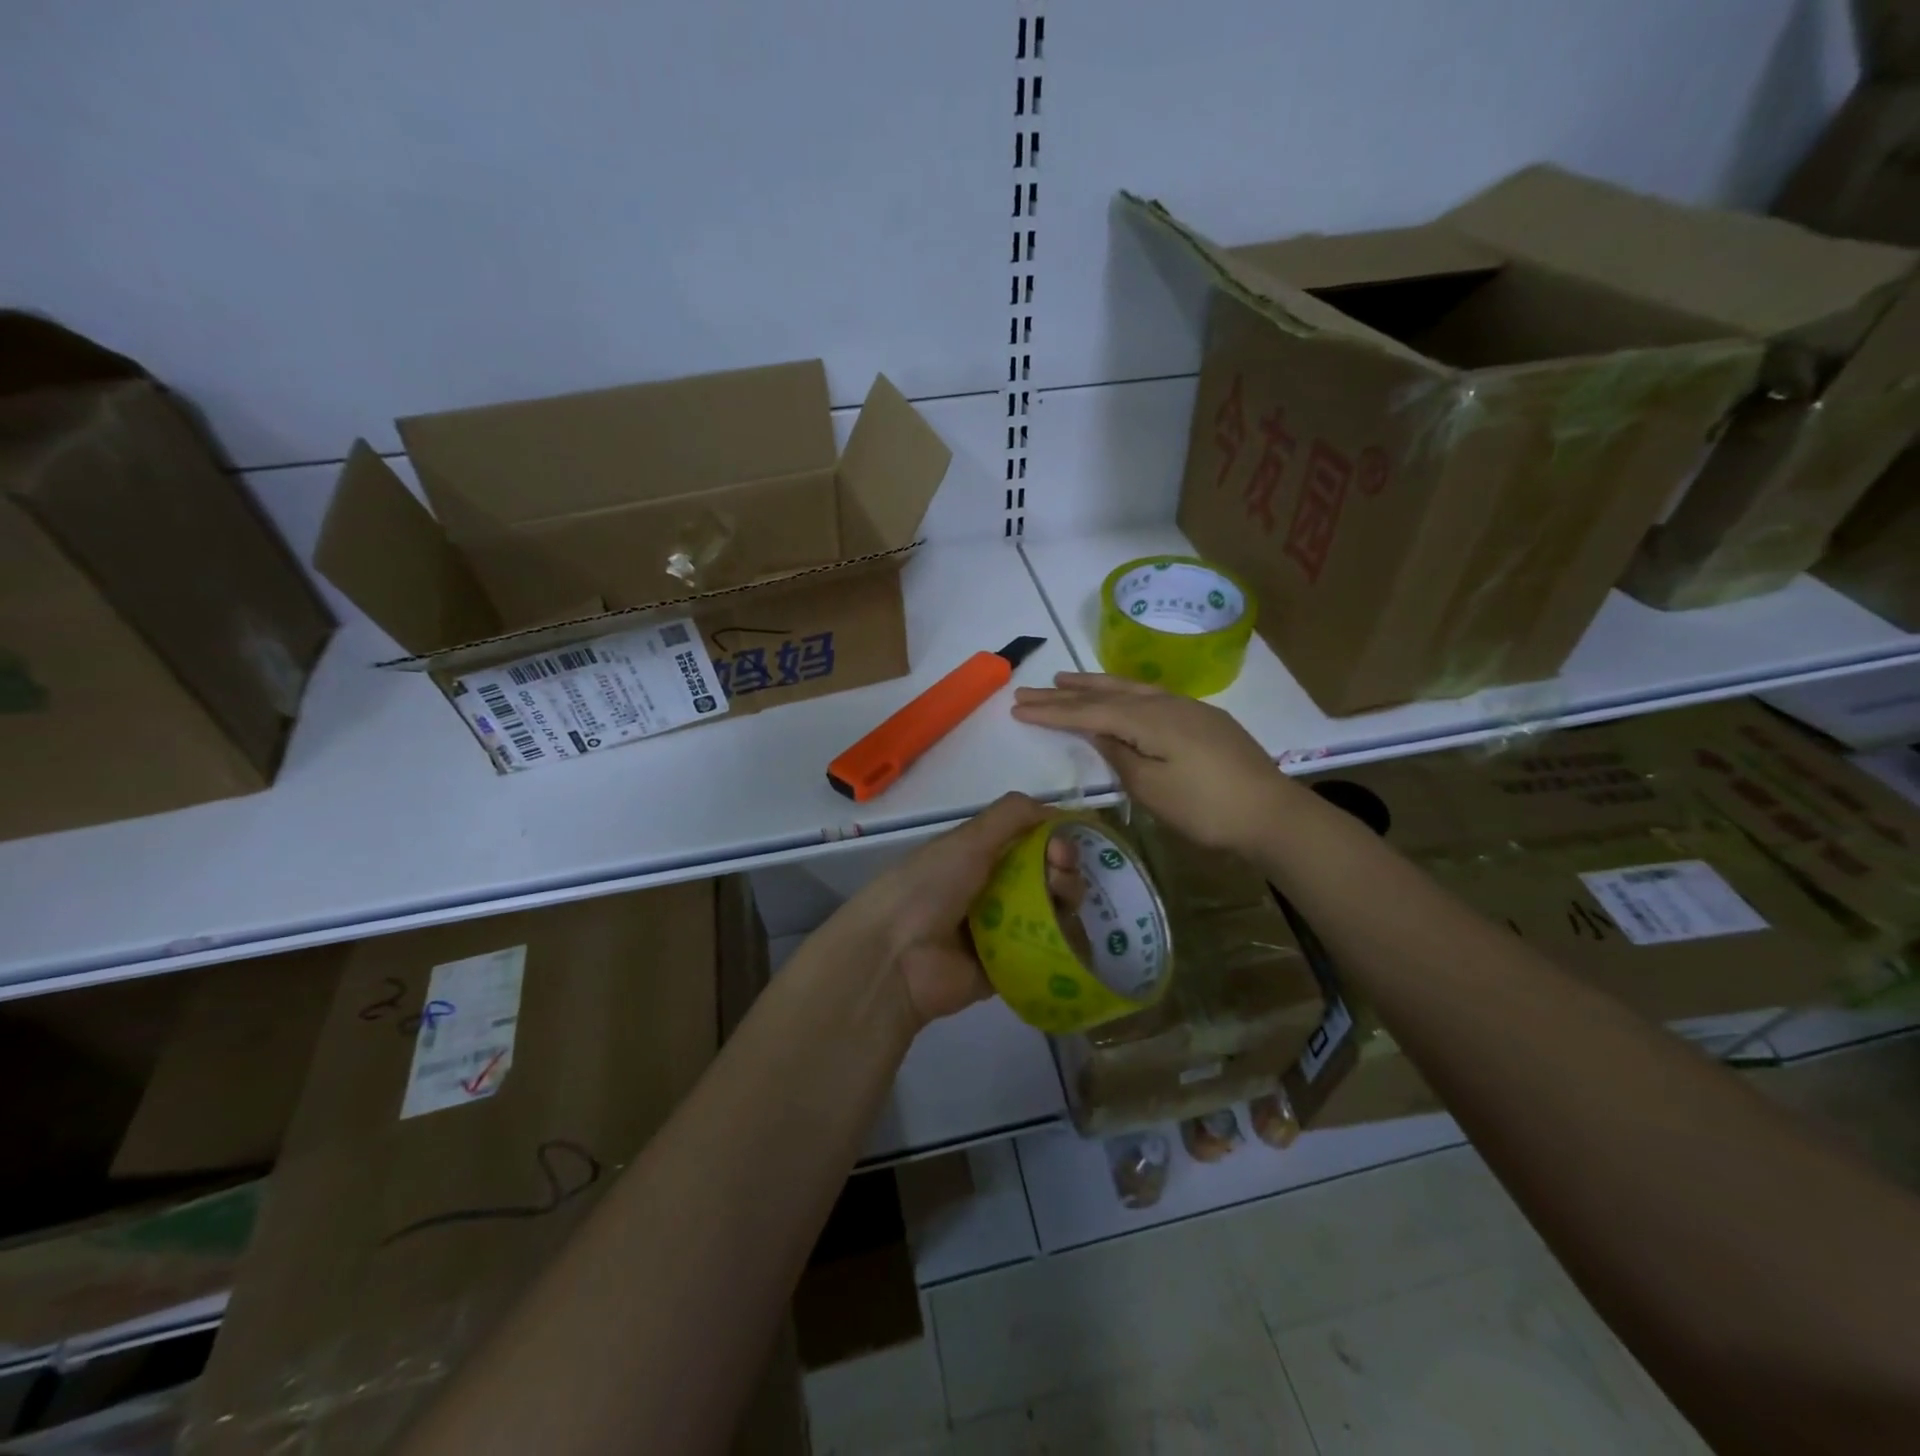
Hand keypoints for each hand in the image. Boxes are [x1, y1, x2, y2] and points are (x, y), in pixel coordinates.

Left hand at [830, 792, 1050, 1027]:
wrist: (897, 957)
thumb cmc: (930, 887)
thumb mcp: (968, 839)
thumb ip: (1012, 815)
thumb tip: (1059, 810)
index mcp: (980, 855)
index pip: (1033, 841)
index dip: (1056, 839)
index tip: (1063, 846)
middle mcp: (995, 889)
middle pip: (1050, 876)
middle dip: (1065, 871)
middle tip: (1058, 878)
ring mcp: (1005, 930)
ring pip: (1055, 912)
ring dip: (1066, 904)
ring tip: (1058, 908)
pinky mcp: (1012, 967)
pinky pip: (1050, 954)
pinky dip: (1066, 946)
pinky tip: (1069, 939)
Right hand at [1012, 673, 1292, 855]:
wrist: (1273, 814)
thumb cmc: (1206, 807)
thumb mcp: (1152, 788)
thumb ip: (1120, 755)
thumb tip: (1099, 731)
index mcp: (1149, 719)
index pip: (1089, 711)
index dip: (1052, 711)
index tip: (1018, 706)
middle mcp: (1166, 703)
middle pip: (1106, 692)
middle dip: (1066, 692)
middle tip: (1030, 688)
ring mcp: (1188, 708)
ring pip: (1131, 688)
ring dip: (1094, 684)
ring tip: (1066, 680)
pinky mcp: (1203, 719)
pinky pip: (1150, 695)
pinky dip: (1123, 692)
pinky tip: (1121, 696)